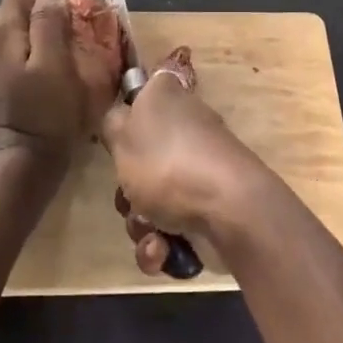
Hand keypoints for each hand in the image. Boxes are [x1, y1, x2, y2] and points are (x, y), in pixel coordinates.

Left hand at [0, 0, 98, 167]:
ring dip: (49, 22)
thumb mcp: (54, 64)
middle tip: (90, 15)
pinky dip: (38, 42)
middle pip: (22, 3)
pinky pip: (15, 46)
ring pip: (19, 25)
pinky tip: (58, 57)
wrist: (18, 167)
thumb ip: (49, 21)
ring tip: (79, 34)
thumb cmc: (44, 115)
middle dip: (57, 2)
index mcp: (0, 29)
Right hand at [101, 47, 268, 272]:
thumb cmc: (167, 161)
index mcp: (168, 97)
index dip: (127, 113)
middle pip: (140, 156)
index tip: (117, 135)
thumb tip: (123, 111)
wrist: (229, 209)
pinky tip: (164, 251)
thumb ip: (113, 121)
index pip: (143, 91)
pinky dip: (163, 243)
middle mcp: (186, 128)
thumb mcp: (122, 133)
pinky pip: (172, 226)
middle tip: (128, 195)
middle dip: (128, 189)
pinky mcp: (210, 206)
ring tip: (151, 233)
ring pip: (151, 197)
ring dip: (142, 223)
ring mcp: (199, 168)